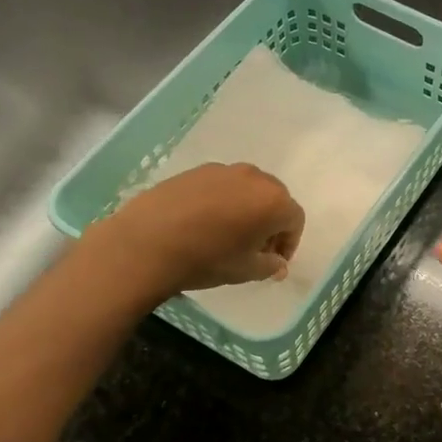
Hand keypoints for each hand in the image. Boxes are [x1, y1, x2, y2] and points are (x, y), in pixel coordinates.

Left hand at [87, 162, 304, 300]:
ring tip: (229, 235)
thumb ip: (270, 265)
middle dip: (271, 223)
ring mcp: (223, 170)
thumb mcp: (246, 270)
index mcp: (273, 201)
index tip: (275, 261)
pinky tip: (205, 223)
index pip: (295, 219)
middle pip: (274, 198)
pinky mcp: (196, 170)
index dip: (289, 243)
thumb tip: (277, 263)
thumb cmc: (206, 259)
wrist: (147, 242)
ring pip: (247, 189)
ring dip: (247, 210)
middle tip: (256, 249)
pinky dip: (224, 202)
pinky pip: (222, 186)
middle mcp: (254, 178)